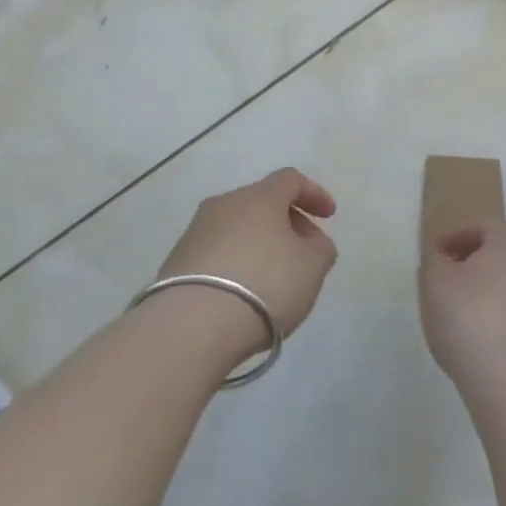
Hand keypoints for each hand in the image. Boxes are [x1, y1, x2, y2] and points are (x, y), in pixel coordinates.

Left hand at [154, 168, 338, 362]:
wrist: (192, 326)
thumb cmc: (264, 285)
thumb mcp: (312, 267)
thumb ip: (320, 248)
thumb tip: (309, 241)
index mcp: (259, 196)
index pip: (290, 180)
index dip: (314, 194)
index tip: (329, 216)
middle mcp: (224, 204)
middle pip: (262, 203)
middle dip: (286, 223)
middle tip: (303, 253)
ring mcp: (196, 231)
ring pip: (237, 228)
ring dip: (258, 245)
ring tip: (272, 279)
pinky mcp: (176, 261)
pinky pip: (216, 253)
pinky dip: (235, 264)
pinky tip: (242, 294)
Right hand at [418, 219, 505, 391]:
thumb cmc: (470, 319)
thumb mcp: (434, 283)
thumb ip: (435, 264)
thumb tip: (444, 262)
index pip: (484, 226)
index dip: (457, 236)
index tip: (437, 253)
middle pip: (504, 254)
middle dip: (477, 262)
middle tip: (452, 279)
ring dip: (494, 292)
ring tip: (468, 314)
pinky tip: (487, 341)